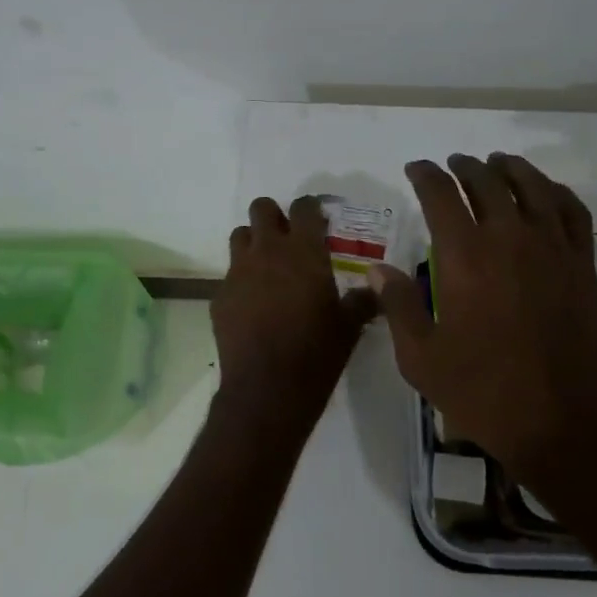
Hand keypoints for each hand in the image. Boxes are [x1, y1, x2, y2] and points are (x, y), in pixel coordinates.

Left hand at [214, 196, 379, 427]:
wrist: (267, 389)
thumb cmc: (316, 353)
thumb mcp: (349, 327)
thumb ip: (362, 300)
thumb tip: (376, 289)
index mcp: (304, 252)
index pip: (304, 207)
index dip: (310, 208)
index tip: (318, 220)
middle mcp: (267, 252)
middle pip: (261, 209)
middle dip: (274, 216)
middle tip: (289, 239)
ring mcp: (238, 272)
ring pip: (239, 236)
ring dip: (253, 243)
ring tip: (268, 268)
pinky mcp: (220, 296)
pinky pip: (229, 275)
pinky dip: (242, 281)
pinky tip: (254, 306)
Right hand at [372, 155, 596, 488]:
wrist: (563, 422)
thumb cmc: (483, 392)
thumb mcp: (420, 358)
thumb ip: (398, 306)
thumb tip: (378, 268)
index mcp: (464, 257)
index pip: (440, 195)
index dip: (424, 175)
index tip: (414, 169)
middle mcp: (509, 239)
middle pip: (486, 182)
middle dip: (464, 168)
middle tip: (451, 165)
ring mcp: (552, 249)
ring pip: (531, 187)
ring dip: (509, 169)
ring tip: (495, 163)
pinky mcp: (582, 265)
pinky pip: (572, 211)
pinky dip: (555, 191)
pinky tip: (545, 191)